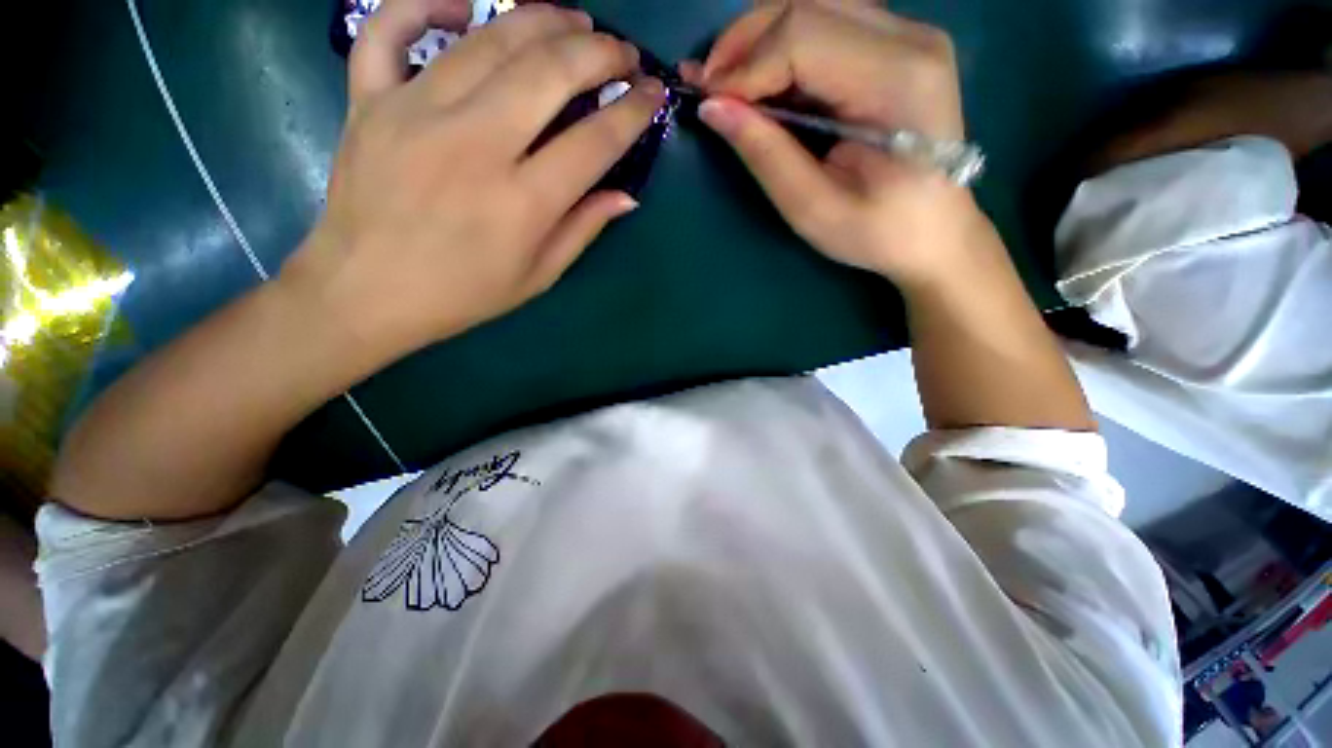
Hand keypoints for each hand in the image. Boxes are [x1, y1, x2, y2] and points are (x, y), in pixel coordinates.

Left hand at [283, 0, 665, 359]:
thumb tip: (626, 196)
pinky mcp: (370, 99)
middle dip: (600, 53)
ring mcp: (415, 111)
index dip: (633, 113)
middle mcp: (474, 144)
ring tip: (575, 22)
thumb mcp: (538, 276)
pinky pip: (391, 27)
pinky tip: (464, 7)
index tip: (653, 97)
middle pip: (549, 72)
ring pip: (489, 39)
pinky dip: (426, 2)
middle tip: (624, 53)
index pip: (594, 142)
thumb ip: (583, 229)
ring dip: (542, 19)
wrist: (367, 291)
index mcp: (522, 202)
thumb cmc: (463, 293)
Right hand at [689, 1, 991, 292]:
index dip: (744, 66)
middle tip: (708, 86)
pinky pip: (829, 23)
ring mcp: (908, 35)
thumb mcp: (812, 208)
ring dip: (761, 39)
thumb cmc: (877, 232)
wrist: (935, 232)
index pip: (802, 38)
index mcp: (896, 80)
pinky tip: (764, 78)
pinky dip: (785, 45)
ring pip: (815, 5)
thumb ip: (765, 154)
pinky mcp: (898, 45)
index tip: (707, 102)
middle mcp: (909, 38)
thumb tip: (712, 108)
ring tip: (729, 82)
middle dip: (745, 42)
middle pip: (807, 5)